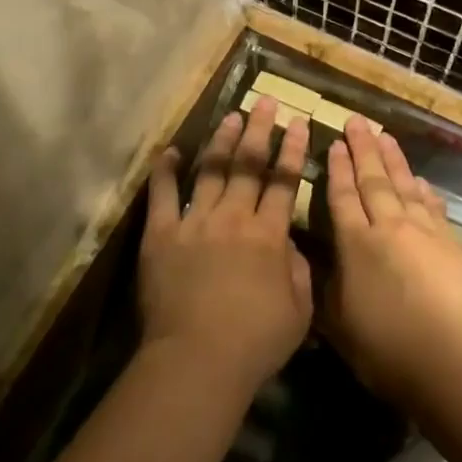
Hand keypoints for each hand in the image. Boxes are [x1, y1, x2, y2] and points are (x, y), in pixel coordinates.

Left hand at [139, 97, 312, 398]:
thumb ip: (300, 271)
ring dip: (222, 142)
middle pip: (248, 166)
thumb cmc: (255, 342)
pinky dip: (166, 171)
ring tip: (231, 116)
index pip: (284, 182)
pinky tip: (171, 151)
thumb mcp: (300, 311)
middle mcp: (233, 218)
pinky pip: (163, 196)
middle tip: (265, 102)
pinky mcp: (161, 235)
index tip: (299, 123)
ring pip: (211, 172)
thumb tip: (291, 245)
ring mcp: (195, 222)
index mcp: (268, 234)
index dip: (292, 151)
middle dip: (259, 130)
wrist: (198, 359)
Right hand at [323, 119, 461, 409]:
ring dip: (394, 160)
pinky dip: (425, 191)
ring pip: (406, 186)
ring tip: (385, 136)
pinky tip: (422, 182)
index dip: (337, 169)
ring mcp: (426, 233)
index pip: (343, 197)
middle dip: (364, 149)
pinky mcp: (455, 245)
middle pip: (374, 180)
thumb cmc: (389, 350)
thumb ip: (328, 291)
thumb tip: (319, 266)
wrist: (459, 360)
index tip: (335, 143)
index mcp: (356, 245)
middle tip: (358, 121)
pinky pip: (434, 207)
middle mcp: (390, 228)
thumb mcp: (340, 327)